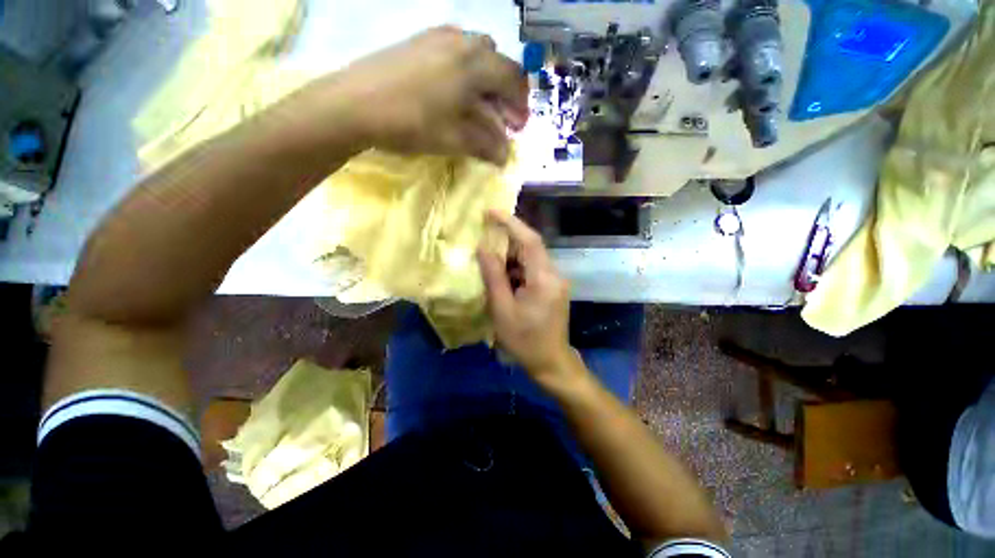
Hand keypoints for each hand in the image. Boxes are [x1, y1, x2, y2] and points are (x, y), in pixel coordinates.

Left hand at [328, 26, 528, 164]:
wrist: (354, 103)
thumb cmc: (413, 123)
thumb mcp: (454, 139)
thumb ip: (485, 146)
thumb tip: (505, 157)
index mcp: (476, 63)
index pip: (514, 77)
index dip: (521, 103)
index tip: (517, 126)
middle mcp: (462, 41)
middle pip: (497, 63)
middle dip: (504, 92)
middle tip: (501, 118)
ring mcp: (438, 37)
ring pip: (476, 54)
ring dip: (485, 81)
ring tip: (479, 107)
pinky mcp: (419, 41)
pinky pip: (455, 50)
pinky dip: (465, 71)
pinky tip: (454, 92)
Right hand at [478, 211, 577, 382]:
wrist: (550, 361)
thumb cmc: (524, 340)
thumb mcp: (502, 309)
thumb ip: (493, 276)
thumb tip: (483, 248)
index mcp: (544, 279)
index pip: (529, 241)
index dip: (511, 223)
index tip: (491, 211)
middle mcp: (554, 274)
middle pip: (531, 247)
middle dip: (507, 240)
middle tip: (484, 237)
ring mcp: (556, 281)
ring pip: (531, 258)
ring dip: (510, 257)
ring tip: (489, 260)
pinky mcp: (553, 287)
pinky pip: (533, 269)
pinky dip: (516, 269)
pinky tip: (503, 278)